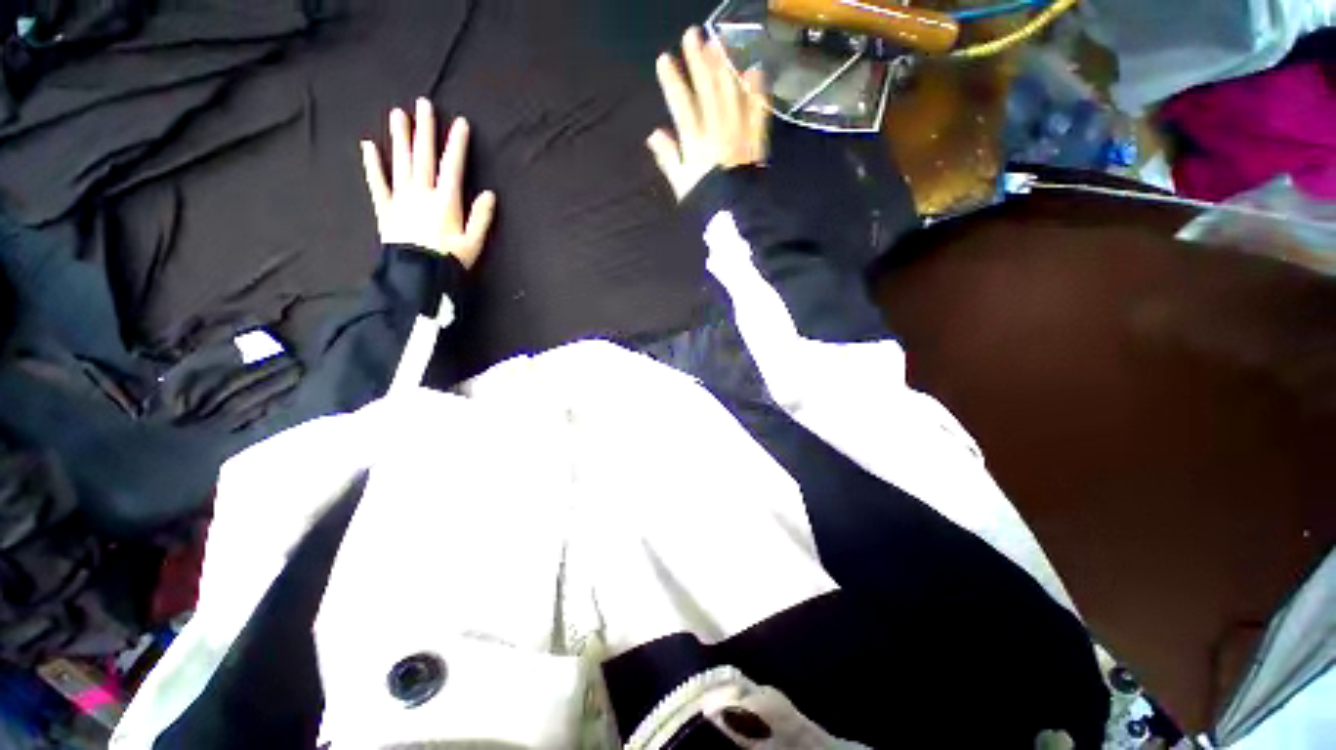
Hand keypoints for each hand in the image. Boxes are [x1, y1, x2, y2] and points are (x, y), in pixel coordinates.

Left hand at [361, 98, 496, 268]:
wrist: (418, 276)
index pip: (452, 167)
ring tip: (398, 114)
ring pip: (400, 163)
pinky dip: (372, 164)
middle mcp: (422, 194)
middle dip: (425, 130)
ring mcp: (401, 199)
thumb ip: (482, 218)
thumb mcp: (474, 244)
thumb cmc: (450, 262)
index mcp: (446, 202)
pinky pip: (377, 183)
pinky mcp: (385, 209)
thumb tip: (490, 194)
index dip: (457, 144)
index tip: (460, 123)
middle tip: (423, 104)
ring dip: (399, 138)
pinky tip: (368, 145)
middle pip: (423, 157)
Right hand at [648, 27, 769, 200]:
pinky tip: (755, 71)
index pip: (682, 107)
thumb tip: (655, 134)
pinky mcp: (756, 141)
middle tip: (693, 35)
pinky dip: (757, 92)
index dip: (673, 82)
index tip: (664, 59)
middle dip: (699, 63)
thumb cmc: (705, 202)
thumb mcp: (682, 184)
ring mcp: (739, 134)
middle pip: (708, 93)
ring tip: (719, 43)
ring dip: (725, 68)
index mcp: (696, 144)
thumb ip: (669, 158)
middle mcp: (718, 133)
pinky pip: (758, 112)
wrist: (735, 215)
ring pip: (732, 96)